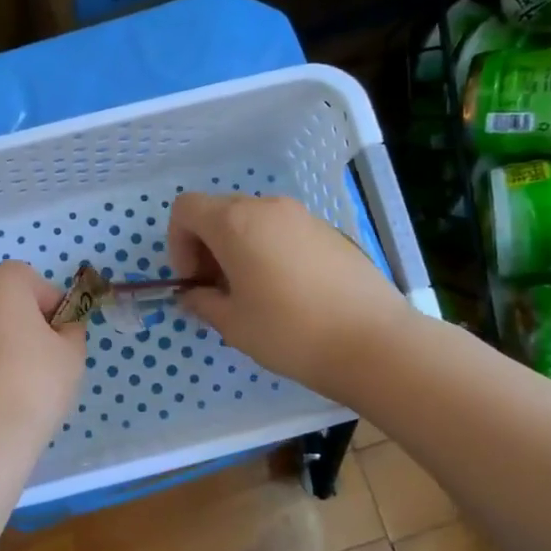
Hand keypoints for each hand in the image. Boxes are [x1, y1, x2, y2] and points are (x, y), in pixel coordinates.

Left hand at [0, 261, 85, 451]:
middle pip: (2, 301)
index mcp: (0, 282)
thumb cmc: (33, 384)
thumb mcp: (72, 355)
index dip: (53, 309)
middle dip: (22, 323)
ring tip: (14, 384)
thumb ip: (71, 331)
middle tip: (40, 361)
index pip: (34, 282)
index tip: (60, 341)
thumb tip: (61, 330)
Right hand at [167, 193, 412, 397]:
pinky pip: (283, 232)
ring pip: (253, 221)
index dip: (178, 242)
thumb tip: (192, 294)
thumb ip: (202, 302)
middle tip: (217, 290)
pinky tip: (287, 293)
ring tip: (252, 294)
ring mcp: (303, 217)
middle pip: (219, 211)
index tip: (193, 280)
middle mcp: (268, 208)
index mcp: (236, 223)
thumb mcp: (233, 324)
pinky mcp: (329, 232)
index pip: (186, 209)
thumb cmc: (290, 332)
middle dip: (207, 246)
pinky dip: (269, 251)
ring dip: (238, 249)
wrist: (373, 342)